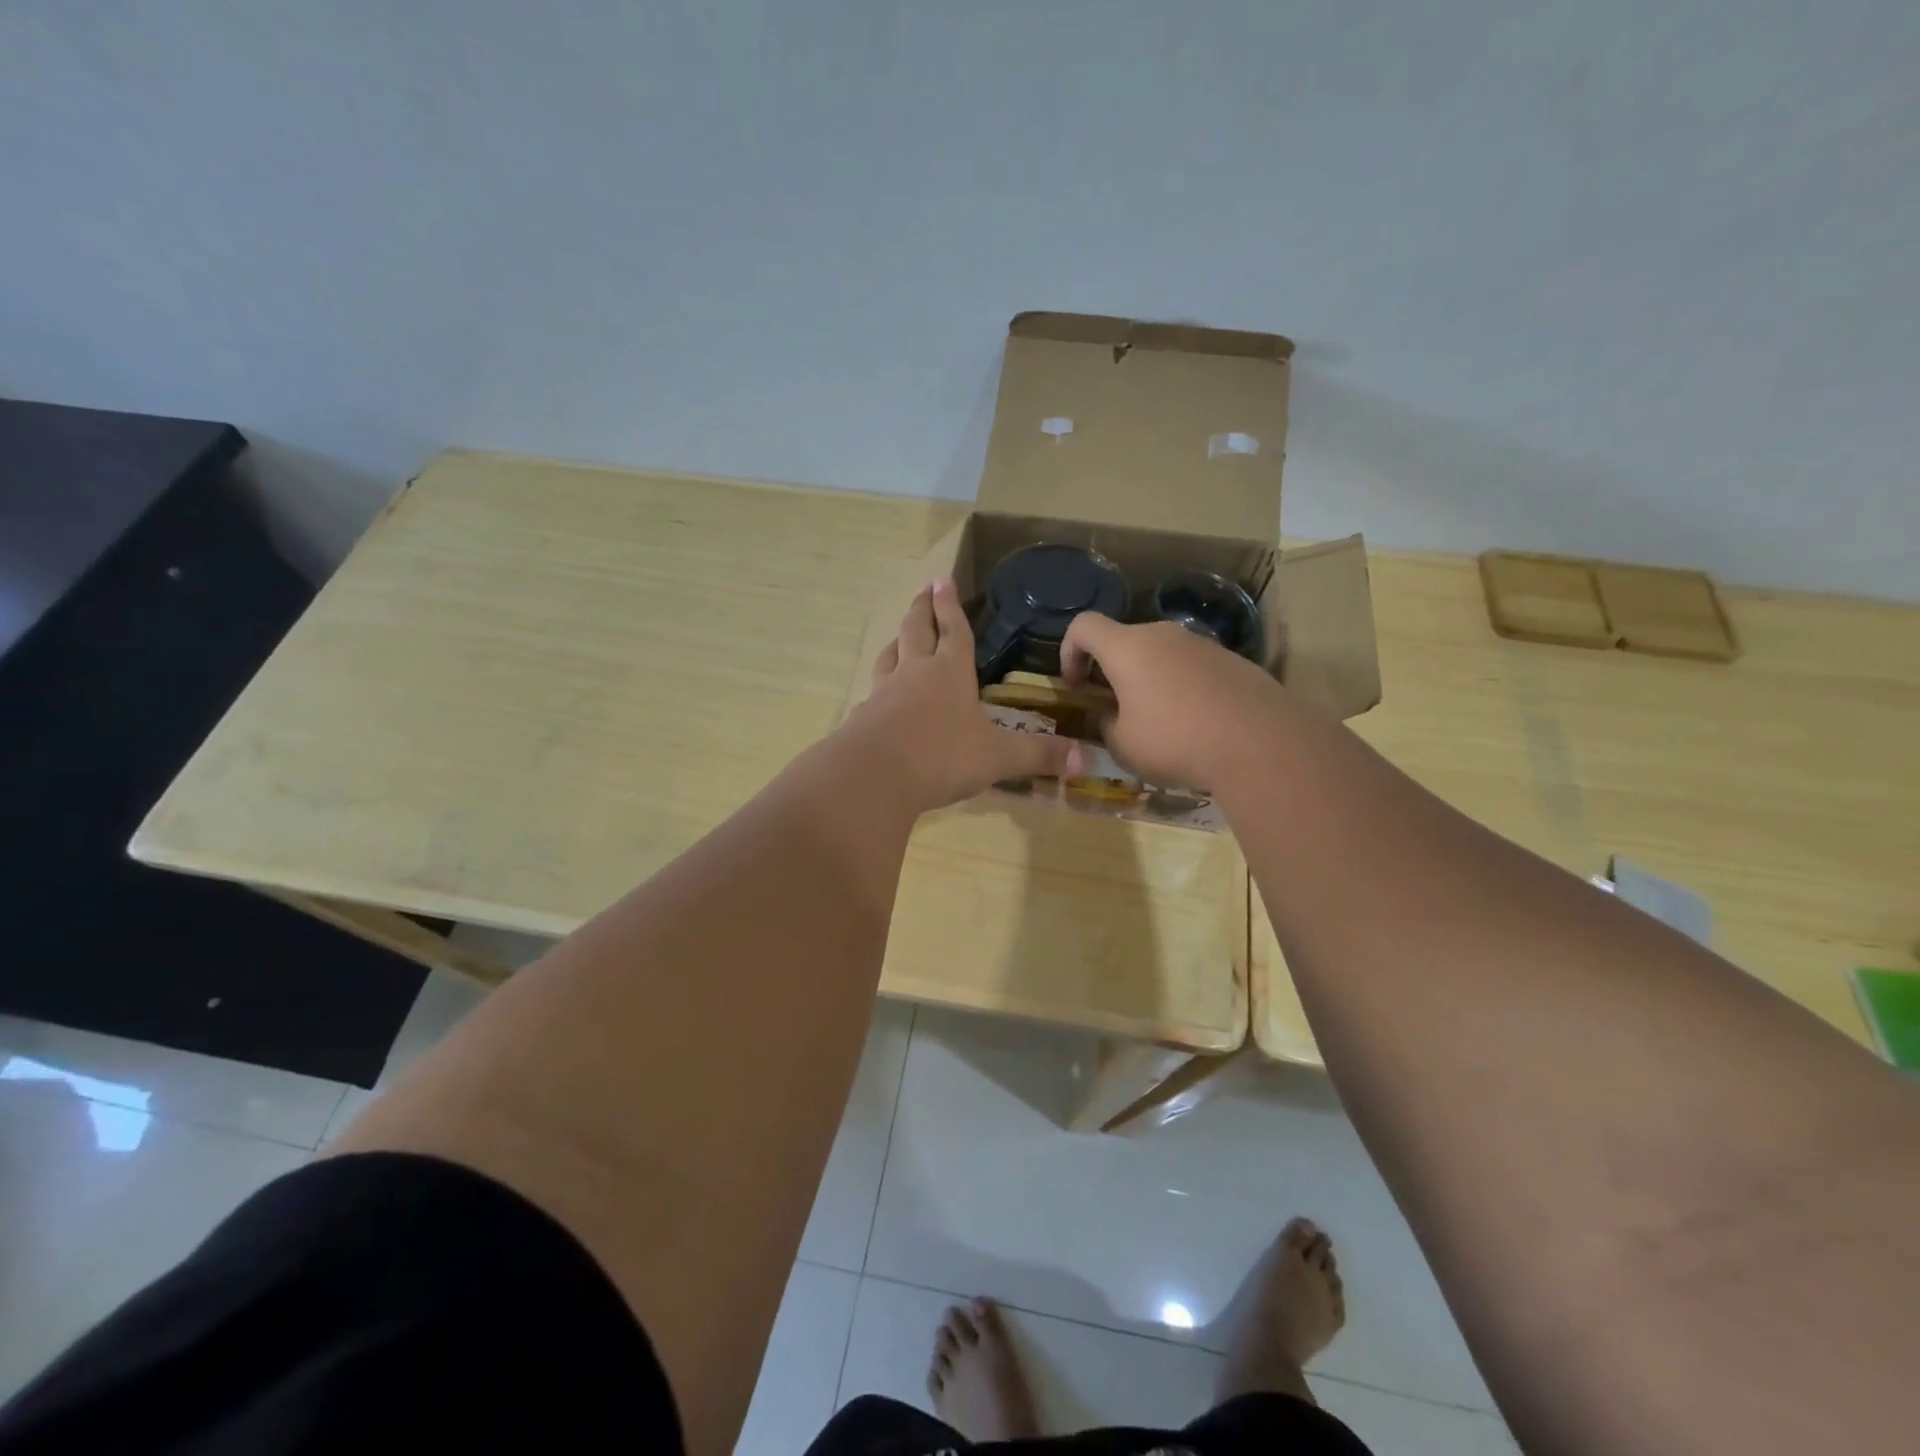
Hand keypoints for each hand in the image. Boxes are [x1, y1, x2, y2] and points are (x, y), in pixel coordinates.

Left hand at [846, 580, 1083, 811]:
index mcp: (951, 672)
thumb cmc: (942, 756)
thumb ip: (1038, 756)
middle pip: (917, 630)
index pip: (954, 630)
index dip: (951, 605)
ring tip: (900, 633)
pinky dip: (879, 684)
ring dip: (898, 640)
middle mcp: (915, 673)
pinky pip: (873, 691)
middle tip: (923, 588)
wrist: (874, 776)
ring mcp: (885, 692)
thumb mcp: (998, 758)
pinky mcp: (863, 716)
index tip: (943, 579)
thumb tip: (1085, 761)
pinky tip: (879, 694)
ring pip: (890, 655)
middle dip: (923, 608)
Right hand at [1059, 614, 1285, 787]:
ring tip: (1158, 721)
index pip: (1083, 626)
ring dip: (1148, 679)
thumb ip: (1105, 724)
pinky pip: (1192, 666)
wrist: (1261, 743)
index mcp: (1127, 648)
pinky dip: (1182, 686)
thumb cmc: (1176, 741)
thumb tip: (1108, 714)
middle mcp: (1162, 634)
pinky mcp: (1232, 660)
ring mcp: (1201, 644)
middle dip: (1111, 670)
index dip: (1069, 651)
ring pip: (1160, 653)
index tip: (1075, 685)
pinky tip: (1195, 723)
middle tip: (1114, 708)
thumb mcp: (1123, 745)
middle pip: (1124, 640)